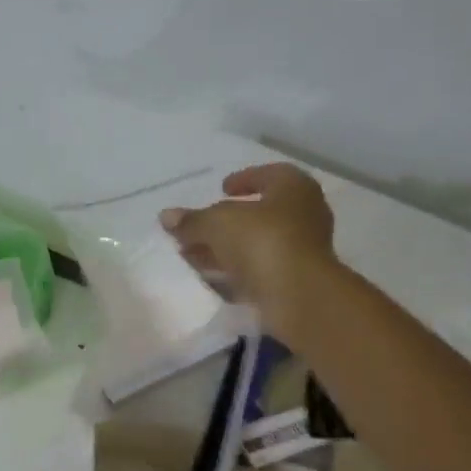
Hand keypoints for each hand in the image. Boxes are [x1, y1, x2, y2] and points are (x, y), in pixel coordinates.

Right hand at [160, 163, 336, 340]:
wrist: (298, 296)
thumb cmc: (262, 241)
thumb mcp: (217, 224)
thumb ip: (192, 220)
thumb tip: (166, 216)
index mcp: (294, 188)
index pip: (269, 174)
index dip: (243, 179)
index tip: (221, 189)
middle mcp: (304, 214)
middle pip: (259, 213)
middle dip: (226, 221)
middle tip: (199, 227)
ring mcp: (302, 250)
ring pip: (257, 243)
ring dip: (226, 248)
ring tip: (192, 254)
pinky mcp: (295, 280)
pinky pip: (260, 269)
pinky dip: (235, 270)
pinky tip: (209, 277)